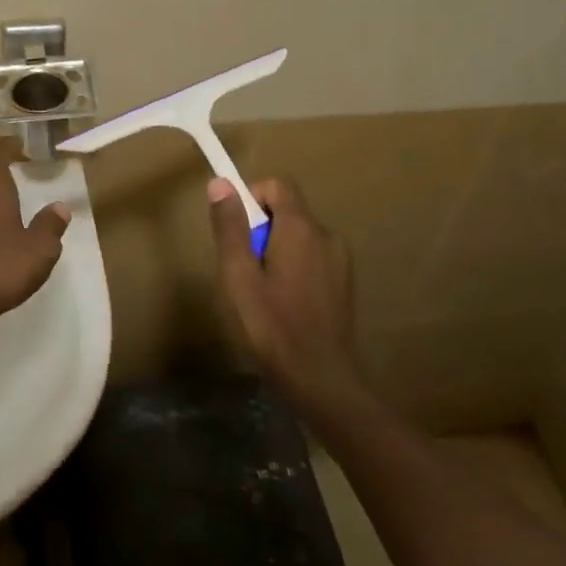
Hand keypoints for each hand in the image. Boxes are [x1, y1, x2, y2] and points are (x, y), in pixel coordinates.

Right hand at [208, 178, 367, 418]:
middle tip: (243, 270)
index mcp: (301, 228)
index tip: (236, 232)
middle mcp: (326, 235)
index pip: (277, 185)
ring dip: (276, 250)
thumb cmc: (272, 326)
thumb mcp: (238, 276)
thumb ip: (230, 227)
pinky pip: (312, 258)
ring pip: (299, 237)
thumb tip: (221, 183)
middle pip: (287, 211)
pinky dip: (294, 268)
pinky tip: (283, 305)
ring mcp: (340, 261)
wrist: (321, 382)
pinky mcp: (344, 285)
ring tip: (261, 292)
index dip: (251, 198)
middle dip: (260, 229)